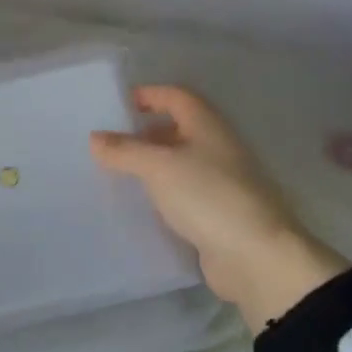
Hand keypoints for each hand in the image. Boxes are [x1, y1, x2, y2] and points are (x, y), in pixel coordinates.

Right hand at [91, 85, 348, 329]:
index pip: (176, 96)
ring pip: (181, 163)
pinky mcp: (219, 214)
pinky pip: (185, 193)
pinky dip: (164, 193)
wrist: (256, 257)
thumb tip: (95, 137)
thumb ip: (125, 150)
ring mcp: (221, 182)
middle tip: (112, 143)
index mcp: (207, 126)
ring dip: (153, 165)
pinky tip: (142, 204)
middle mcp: (217, 147)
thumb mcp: (158, 167)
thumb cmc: (207, 196)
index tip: (118, 105)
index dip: (149, 95)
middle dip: (146, 132)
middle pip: (179, 129)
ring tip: (120, 173)